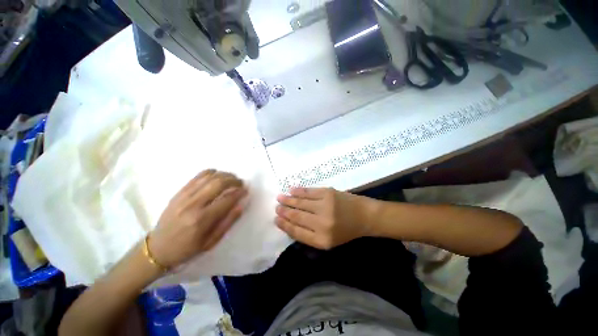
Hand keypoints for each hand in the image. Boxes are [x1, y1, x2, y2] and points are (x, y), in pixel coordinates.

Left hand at [148, 169, 247, 268]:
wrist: (157, 249)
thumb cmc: (187, 249)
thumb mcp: (211, 242)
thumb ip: (228, 222)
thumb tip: (241, 205)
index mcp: (202, 220)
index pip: (227, 199)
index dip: (239, 192)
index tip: (246, 190)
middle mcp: (193, 205)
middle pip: (218, 183)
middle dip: (233, 180)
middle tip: (240, 183)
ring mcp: (184, 197)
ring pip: (208, 177)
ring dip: (224, 175)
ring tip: (232, 178)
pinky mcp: (178, 193)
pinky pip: (197, 177)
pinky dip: (209, 173)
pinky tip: (217, 174)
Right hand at [275, 187, 374, 249]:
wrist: (364, 215)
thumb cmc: (346, 231)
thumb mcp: (329, 241)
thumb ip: (310, 235)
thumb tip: (290, 224)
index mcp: (322, 240)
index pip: (297, 232)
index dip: (284, 225)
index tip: (276, 219)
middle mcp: (322, 223)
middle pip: (297, 216)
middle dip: (284, 211)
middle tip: (276, 207)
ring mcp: (325, 206)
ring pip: (301, 202)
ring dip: (288, 200)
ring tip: (280, 197)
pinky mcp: (328, 193)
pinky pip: (309, 192)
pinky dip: (299, 191)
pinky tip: (291, 190)